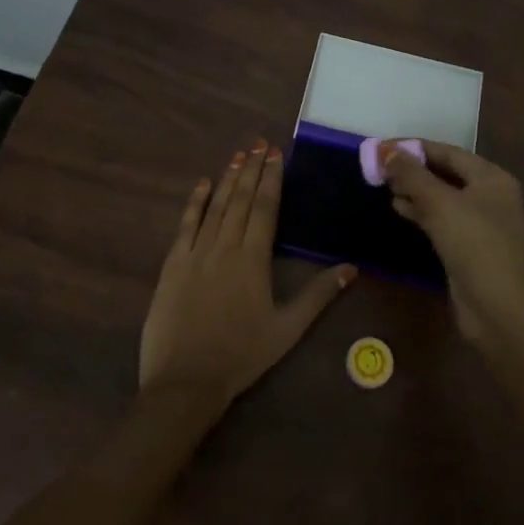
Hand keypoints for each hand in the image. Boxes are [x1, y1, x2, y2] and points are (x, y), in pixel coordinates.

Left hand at [140, 140, 353, 403]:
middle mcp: (225, 246)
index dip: (271, 178)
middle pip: (241, 200)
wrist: (186, 380)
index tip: (275, 154)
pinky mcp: (172, 265)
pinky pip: (185, 225)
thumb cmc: (242, 355)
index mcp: (253, 259)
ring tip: (238, 155)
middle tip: (259, 143)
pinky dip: (195, 202)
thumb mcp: (287, 328)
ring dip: (228, 179)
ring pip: (215, 206)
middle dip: (252, 169)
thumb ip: (318, 294)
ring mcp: (195, 253)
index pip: (265, 208)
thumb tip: (351, 267)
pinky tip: (202, 184)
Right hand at [384, 141, 523, 341]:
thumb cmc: (474, 245)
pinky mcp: (469, 246)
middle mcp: (490, 196)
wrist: (498, 309)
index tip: (383, 147)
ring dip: (415, 190)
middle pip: (446, 173)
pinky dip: (421, 212)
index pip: (449, 152)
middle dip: (413, 169)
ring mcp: (481, 223)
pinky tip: (399, 209)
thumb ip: (412, 175)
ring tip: (384, 186)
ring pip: (442, 197)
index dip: (415, 147)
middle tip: (380, 168)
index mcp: (492, 178)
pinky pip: (442, 219)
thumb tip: (386, 151)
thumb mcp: (440, 204)